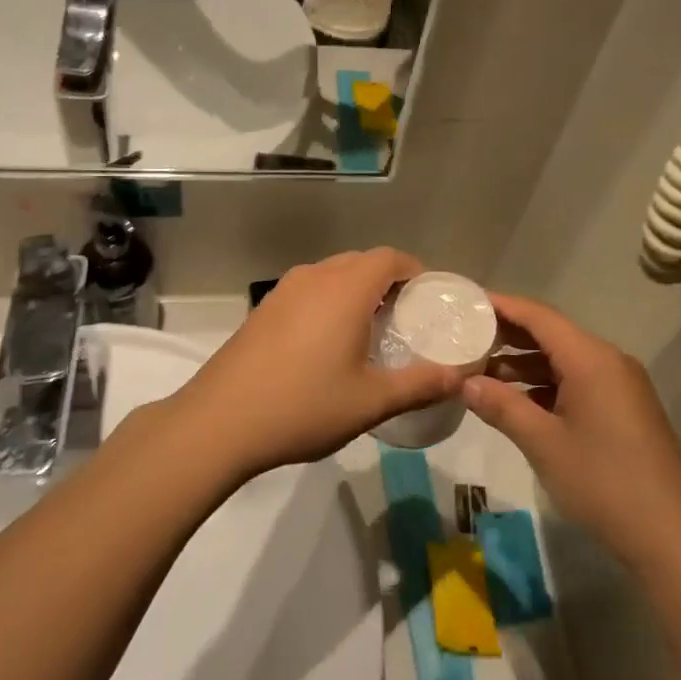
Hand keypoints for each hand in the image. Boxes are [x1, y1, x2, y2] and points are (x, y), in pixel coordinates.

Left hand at [167, 249, 461, 478]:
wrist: (219, 422)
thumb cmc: (303, 406)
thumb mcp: (371, 401)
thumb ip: (420, 385)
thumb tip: (460, 378)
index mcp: (345, 288)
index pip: (390, 258)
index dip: (415, 271)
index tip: (430, 299)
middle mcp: (314, 277)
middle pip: (361, 262)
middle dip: (388, 281)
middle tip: (406, 319)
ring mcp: (283, 291)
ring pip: (331, 275)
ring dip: (356, 290)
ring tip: (370, 330)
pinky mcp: (263, 310)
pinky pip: (308, 291)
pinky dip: (328, 302)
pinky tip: (328, 343)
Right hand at [463, 292, 680, 571]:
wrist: (670, 536)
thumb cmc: (602, 482)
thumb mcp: (543, 443)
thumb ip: (502, 406)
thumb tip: (466, 382)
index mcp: (591, 359)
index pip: (539, 317)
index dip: (502, 306)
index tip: (466, 302)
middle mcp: (608, 362)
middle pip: (552, 334)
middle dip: (508, 335)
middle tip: (464, 337)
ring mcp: (619, 386)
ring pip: (563, 361)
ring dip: (524, 364)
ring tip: (480, 372)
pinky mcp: (623, 410)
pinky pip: (577, 382)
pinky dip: (544, 385)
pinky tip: (516, 401)